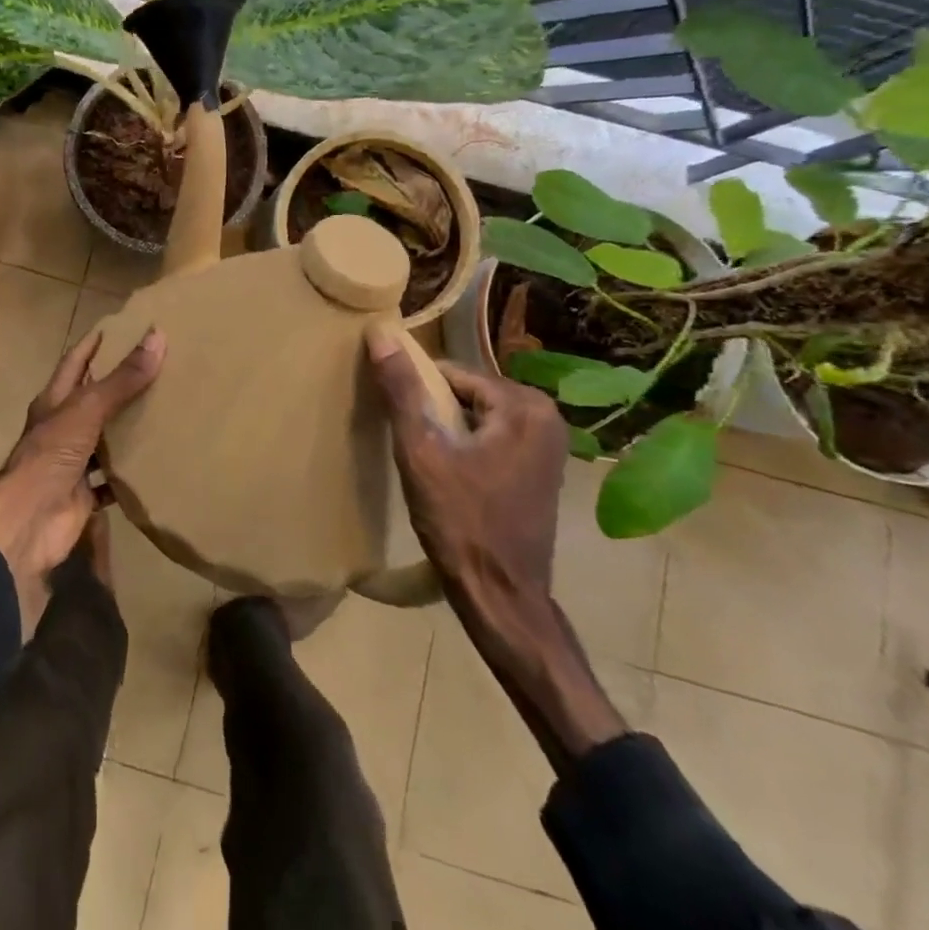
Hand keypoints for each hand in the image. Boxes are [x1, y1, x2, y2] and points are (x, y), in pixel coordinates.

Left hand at [0, 327, 164, 636]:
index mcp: (54, 402)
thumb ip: (122, 379)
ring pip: (103, 440)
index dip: (93, 346)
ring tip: (164, 413)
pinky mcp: (84, 495)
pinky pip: (112, 481)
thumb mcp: (87, 410)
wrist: (28, 523)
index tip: (119, 328)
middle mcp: (61, 429)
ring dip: (126, 430)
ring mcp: (71, 463)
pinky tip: (157, 465)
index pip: (75, 364)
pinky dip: (130, 474)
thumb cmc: (50, 456)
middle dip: (118, 387)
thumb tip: (157, 336)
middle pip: (92, 401)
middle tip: (157, 369)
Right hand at [366, 328, 624, 766]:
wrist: (501, 597)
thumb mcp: (421, 451)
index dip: (417, 396)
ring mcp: (549, 445)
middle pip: (465, 394)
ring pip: (476, 417)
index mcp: (524, 405)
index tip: (399, 425)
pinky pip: (491, 438)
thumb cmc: (461, 521)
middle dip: (434, 413)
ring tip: (425, 462)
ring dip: (447, 431)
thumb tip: (380, 332)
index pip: (451, 374)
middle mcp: (546, 417)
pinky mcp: (541, 470)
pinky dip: (466, 448)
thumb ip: (401, 390)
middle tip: (412, 447)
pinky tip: (447, 477)